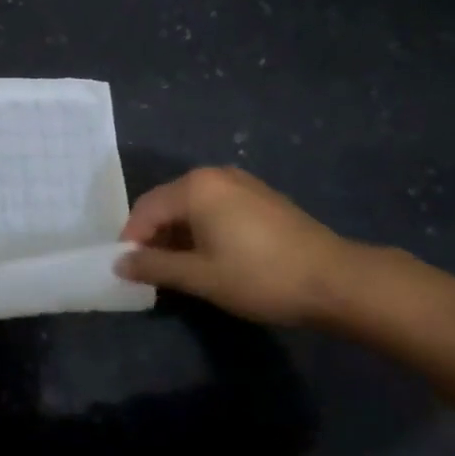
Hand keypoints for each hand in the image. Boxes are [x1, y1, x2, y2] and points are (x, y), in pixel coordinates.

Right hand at [115, 167, 357, 327]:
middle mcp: (214, 175)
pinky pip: (215, 208)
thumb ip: (154, 266)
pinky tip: (210, 257)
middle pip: (167, 204)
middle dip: (154, 237)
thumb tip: (119, 264)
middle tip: (151, 273)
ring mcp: (241, 183)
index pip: (145, 210)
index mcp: (195, 187)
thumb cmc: (260, 277)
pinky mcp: (260, 197)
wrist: (336, 280)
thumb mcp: (200, 276)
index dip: (132, 240)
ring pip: (192, 206)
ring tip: (179, 269)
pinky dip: (202, 229)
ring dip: (178, 235)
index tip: (129, 271)